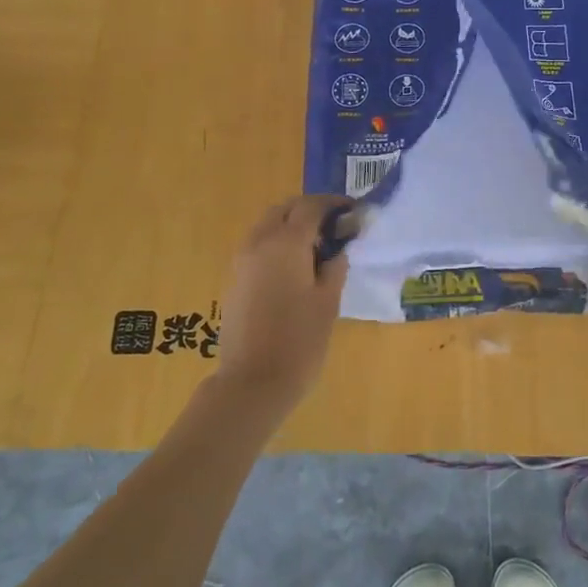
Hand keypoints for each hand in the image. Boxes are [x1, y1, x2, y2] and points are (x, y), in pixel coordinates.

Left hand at [211, 195, 351, 409]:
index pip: (311, 206)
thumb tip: (340, 246)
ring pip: (267, 225)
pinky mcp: (234, 278)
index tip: (353, 212)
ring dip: (290, 225)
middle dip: (309, 210)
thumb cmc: (299, 340)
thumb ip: (335, 266)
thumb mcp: (328, 301)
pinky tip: (294, 267)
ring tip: (316, 247)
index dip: (334, 204)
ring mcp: (242, 260)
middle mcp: (260, 242)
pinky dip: (276, 243)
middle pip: (284, 209)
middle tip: (334, 226)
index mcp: (286, 243)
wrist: (252, 382)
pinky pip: (257, 245)